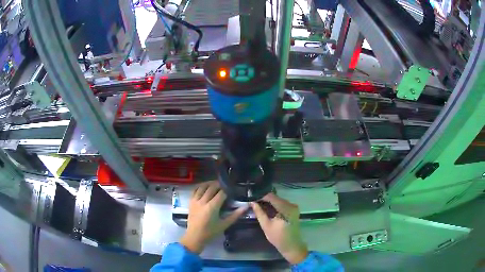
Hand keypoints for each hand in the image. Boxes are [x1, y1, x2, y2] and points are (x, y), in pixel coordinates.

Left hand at [180, 181, 247, 252]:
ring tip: (216, 184)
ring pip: (203, 187)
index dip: (227, 190)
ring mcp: (195, 201)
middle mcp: (203, 201)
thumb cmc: (211, 232)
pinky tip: (205, 187)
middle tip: (225, 186)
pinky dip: (200, 186)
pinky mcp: (190, 202)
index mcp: (212, 207)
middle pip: (212, 187)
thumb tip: (246, 207)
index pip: (221, 193)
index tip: (232, 190)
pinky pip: (195, 190)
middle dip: (219, 185)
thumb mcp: (224, 224)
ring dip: (210, 183)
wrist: (195, 236)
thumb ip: (235, 215)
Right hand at [251, 193, 307, 263]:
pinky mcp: (294, 210)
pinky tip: (267, 210)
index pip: (271, 196)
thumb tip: (252, 202)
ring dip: (269, 203)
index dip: (260, 196)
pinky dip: (275, 206)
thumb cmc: (278, 237)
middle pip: (275, 198)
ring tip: (259, 207)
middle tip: (254, 203)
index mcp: (285, 208)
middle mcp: (291, 204)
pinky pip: (282, 204)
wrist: (292, 245)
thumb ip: (259, 212)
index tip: (252, 199)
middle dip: (264, 200)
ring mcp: (293, 207)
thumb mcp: (266, 225)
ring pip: (278, 200)